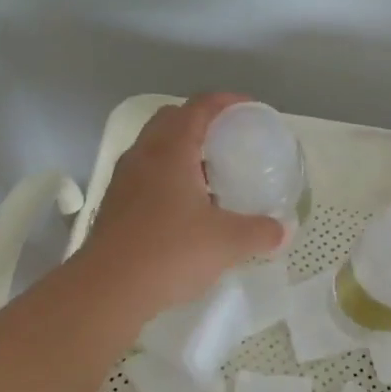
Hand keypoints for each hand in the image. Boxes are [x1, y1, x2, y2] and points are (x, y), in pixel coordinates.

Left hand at [82, 94, 286, 315]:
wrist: (108, 290)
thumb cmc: (170, 252)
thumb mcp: (227, 243)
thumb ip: (260, 232)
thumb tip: (282, 232)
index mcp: (171, 150)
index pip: (199, 107)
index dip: (226, 101)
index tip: (249, 109)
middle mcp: (143, 155)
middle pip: (171, 119)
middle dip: (201, 121)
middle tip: (229, 140)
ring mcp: (124, 180)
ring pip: (154, 148)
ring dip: (182, 150)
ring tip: (210, 175)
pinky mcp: (114, 205)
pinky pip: (145, 175)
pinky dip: (167, 177)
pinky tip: (186, 208)